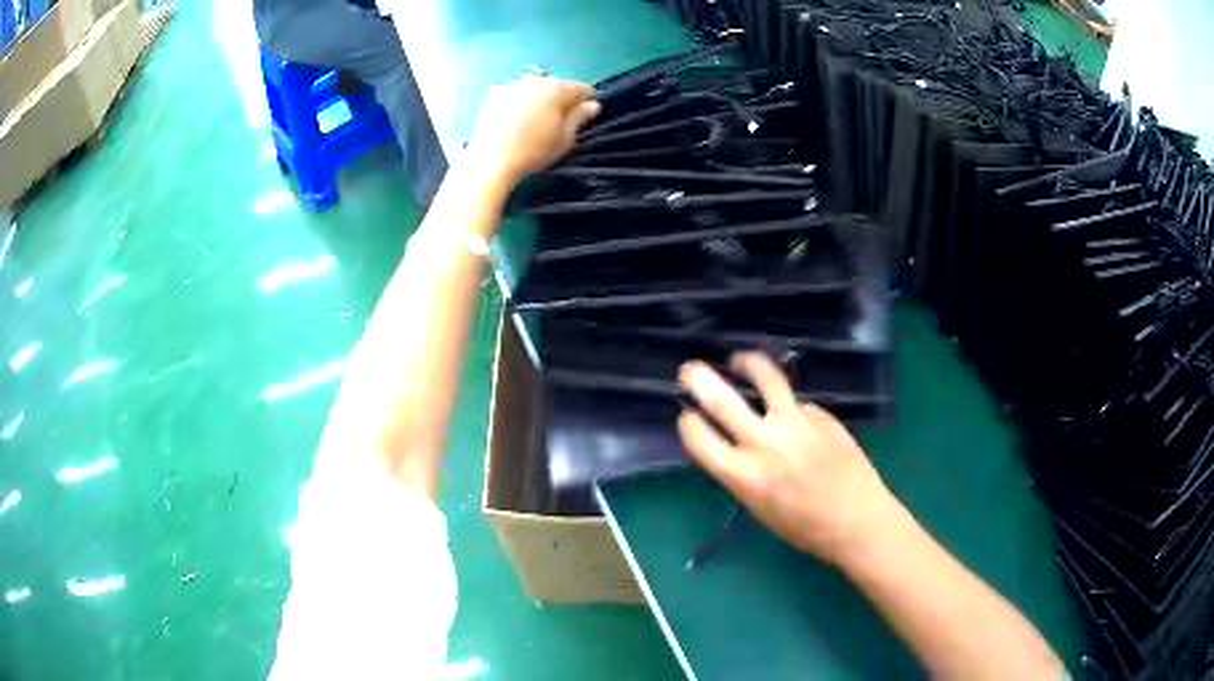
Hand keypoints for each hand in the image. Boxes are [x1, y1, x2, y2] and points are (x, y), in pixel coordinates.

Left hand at [468, 74, 600, 185]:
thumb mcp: (565, 137)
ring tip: (535, 120)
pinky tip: (515, 119)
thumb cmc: (535, 150)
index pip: (582, 88)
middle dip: (560, 99)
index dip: (586, 101)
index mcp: (558, 89)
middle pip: (556, 85)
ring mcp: (513, 84)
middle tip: (557, 120)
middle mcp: (537, 80)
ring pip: (535, 87)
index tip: (583, 116)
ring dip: (539, 98)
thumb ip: (580, 117)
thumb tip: (593, 104)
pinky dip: (519, 102)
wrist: (492, 158)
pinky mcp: (494, 94)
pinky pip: (515, 93)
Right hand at [676, 352, 900, 564]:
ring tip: (740, 362)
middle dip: (700, 380)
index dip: (689, 425)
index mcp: (743, 475)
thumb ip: (742, 473)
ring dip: (748, 364)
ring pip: (766, 379)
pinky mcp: (821, 415)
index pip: (700, 439)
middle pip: (723, 401)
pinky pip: (798, 403)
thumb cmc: (804, 527)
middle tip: (690, 370)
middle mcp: (765, 443)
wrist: (857, 519)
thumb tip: (733, 446)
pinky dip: (790, 407)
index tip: (688, 417)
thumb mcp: (759, 508)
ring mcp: (796, 424)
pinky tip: (795, 420)